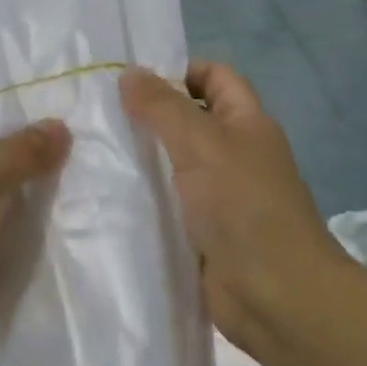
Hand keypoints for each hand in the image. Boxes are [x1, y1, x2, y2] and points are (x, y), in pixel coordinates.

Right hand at [120, 61, 347, 354]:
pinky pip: (170, 205)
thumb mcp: (201, 144)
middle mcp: (235, 154)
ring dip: (142, 159)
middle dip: (149, 115)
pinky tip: (106, 197)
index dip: (179, 70)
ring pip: (175, 165)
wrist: (276, 296)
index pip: (214, 77)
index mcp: (246, 123)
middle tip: (97, 115)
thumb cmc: (243, 206)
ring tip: (90, 152)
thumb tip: (130, 72)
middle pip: (190, 120)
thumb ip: (163, 107)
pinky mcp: (204, 233)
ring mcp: (220, 196)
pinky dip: (145, 199)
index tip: (130, 80)